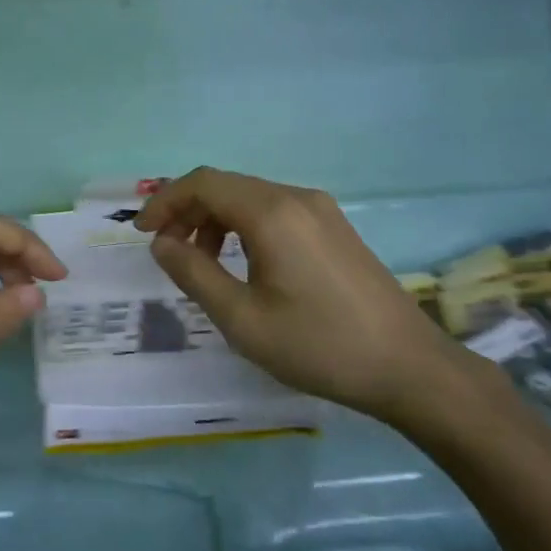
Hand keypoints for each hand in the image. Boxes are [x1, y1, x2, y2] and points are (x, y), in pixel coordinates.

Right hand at [135, 168, 491, 440]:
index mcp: (271, 213)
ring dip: (216, 219)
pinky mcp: (335, 227)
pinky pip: (276, 211)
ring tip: (202, 260)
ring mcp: (321, 210)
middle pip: (226, 185)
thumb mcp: (242, 319)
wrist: (408, 366)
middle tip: (165, 248)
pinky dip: (245, 225)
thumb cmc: (318, 346)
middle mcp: (296, 197)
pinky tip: (244, 262)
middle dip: (188, 210)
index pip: (203, 183)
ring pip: (251, 197)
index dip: (166, 201)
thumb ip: (194, 274)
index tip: (142, 232)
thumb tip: (163, 243)